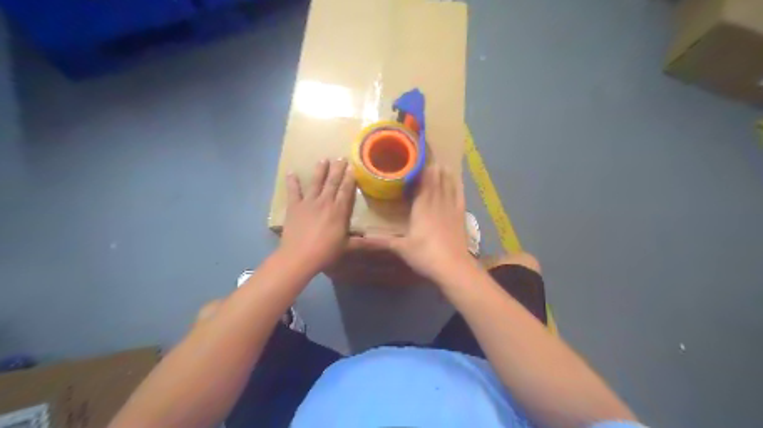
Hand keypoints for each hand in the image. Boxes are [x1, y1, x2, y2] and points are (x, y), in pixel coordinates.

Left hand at [280, 159, 357, 272]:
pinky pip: (293, 191)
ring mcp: (308, 202)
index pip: (347, 190)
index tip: (353, 167)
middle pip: (333, 182)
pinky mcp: (294, 206)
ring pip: (316, 182)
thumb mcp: (347, 247)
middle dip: (338, 169)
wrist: (299, 256)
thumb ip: (363, 242)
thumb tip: (382, 242)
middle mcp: (325, 202)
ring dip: (320, 170)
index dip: (350, 178)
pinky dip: (292, 181)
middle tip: (341, 157)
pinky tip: (291, 172)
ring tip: (324, 159)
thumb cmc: (325, 252)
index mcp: (339, 211)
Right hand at [353, 166, 475, 282]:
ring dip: (443, 173)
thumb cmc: (425, 255)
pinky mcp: (460, 215)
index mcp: (421, 207)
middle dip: (430, 167)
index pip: (420, 182)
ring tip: (440, 162)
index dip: (418, 169)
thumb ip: (382, 241)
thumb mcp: (401, 248)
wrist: (453, 266)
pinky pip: (459, 195)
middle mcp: (436, 202)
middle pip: (434, 179)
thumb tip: (361, 239)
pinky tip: (456, 178)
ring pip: (447, 184)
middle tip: (426, 156)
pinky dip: (457, 185)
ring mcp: (450, 208)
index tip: (414, 158)